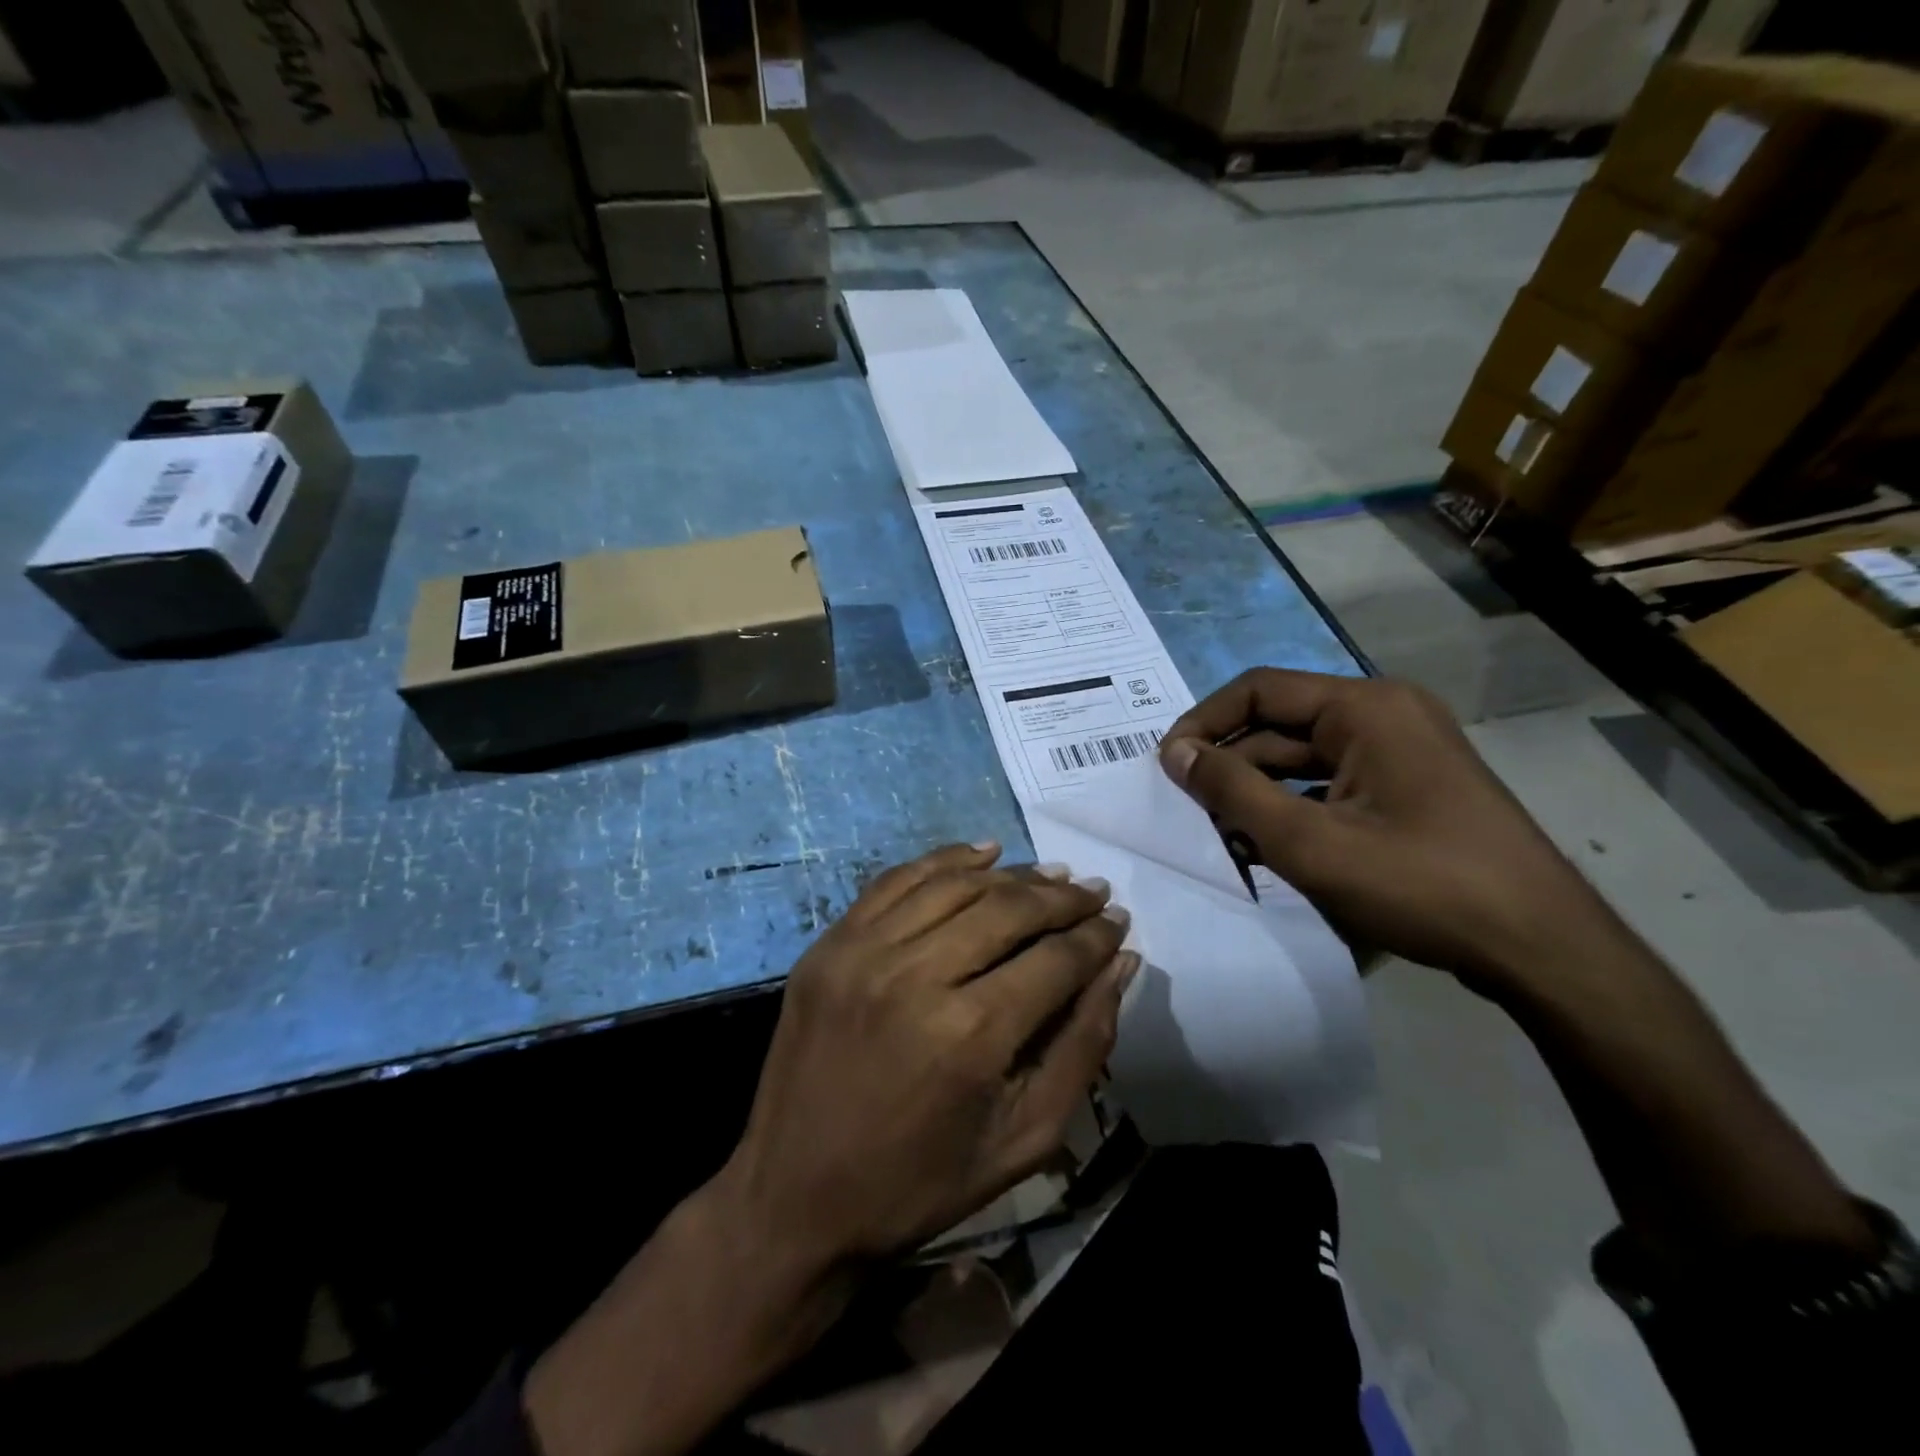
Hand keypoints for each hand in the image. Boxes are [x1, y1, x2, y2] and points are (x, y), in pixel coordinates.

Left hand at [524, 844, 1136, 1455]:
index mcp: (970, 1035)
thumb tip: (1120, 965)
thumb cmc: (919, 1184)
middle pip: (1008, 909)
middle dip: (1062, 898)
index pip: (1055, 959)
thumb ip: (1082, 1048)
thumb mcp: (1022, 1141)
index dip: (1095, 937)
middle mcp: (915, 975)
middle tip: (1092, 894)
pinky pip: (896, 881)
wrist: (793, 1196)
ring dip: (1012, 875)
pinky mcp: (829, 944)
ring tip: (1048, 875)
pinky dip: (945, 861)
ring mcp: (863, 951)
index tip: (1117, 923)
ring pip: (955, 884)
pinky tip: (982, 855)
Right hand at [1159, 669, 1614, 993]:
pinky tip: (1267, 848)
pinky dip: (1294, 809)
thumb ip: (1233, 791)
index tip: (1167, 765)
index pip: (1259, 690)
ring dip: (1258, 793)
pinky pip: (1331, 784)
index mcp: (1365, 707)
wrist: (1541, 948)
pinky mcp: (1409, 788)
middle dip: (1231, 766)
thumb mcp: (1308, 840)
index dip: (1204, 723)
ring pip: (1303, 760)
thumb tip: (1175, 753)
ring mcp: (1401, 752)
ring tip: (1221, 837)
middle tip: (1189, 811)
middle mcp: (1384, 714)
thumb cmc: (1420, 883)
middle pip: (1280, 725)